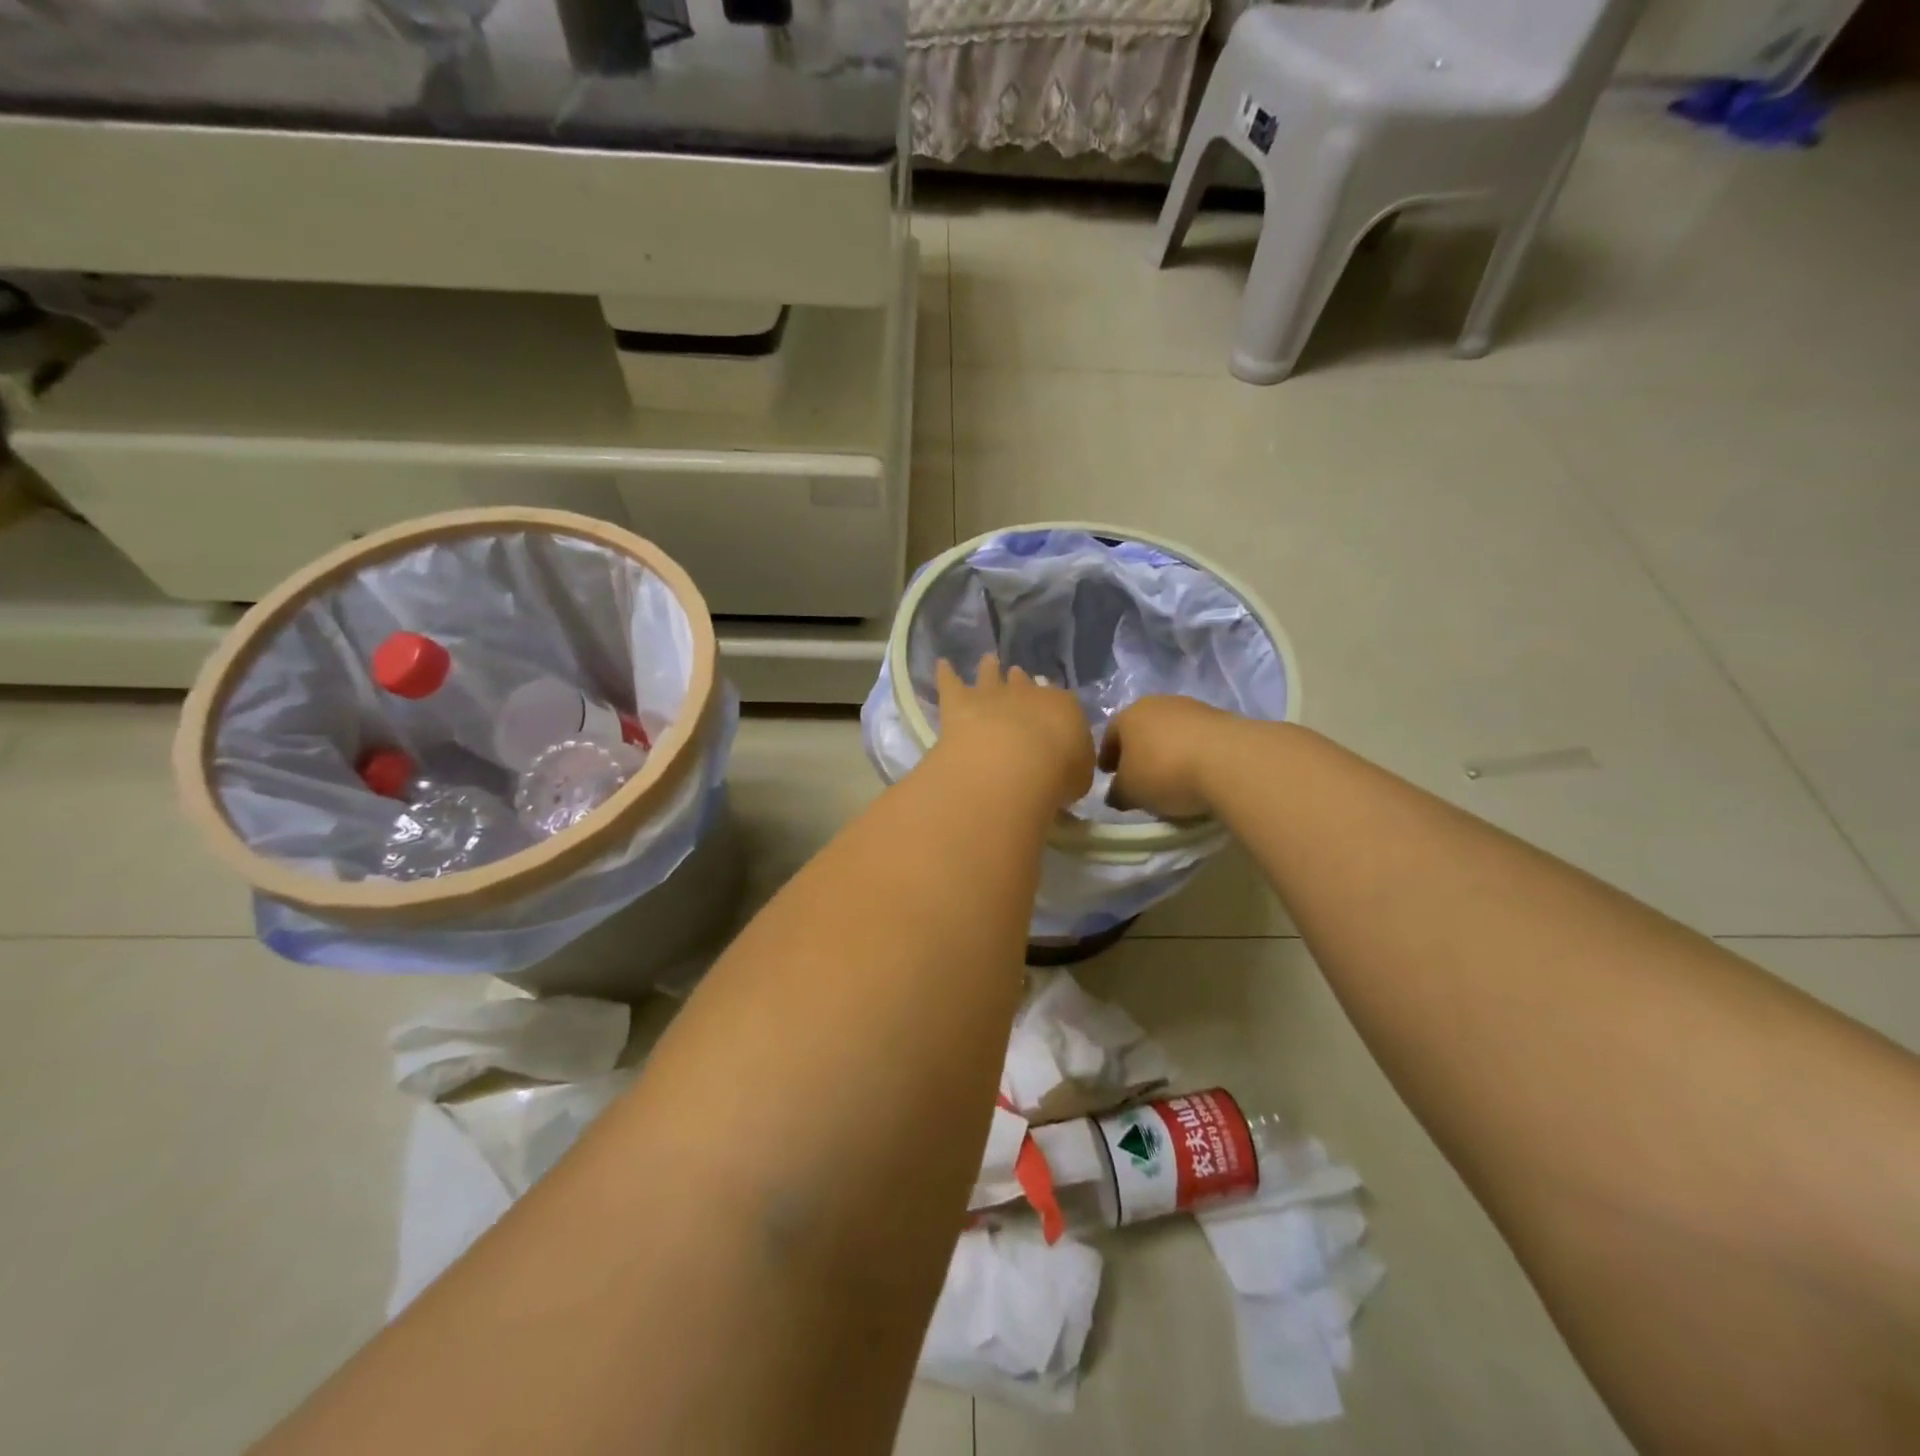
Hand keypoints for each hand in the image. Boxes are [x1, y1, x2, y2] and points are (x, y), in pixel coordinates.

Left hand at [934, 655, 1095, 810]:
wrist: (1014, 764)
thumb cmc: (1056, 775)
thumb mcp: (1079, 777)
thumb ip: (1073, 765)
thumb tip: (1068, 764)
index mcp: (1063, 708)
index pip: (1062, 703)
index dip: (1056, 708)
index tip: (1053, 713)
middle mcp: (1027, 694)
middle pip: (1023, 682)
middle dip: (1021, 681)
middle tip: (1019, 676)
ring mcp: (991, 695)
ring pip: (989, 674)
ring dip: (988, 668)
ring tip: (988, 660)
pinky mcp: (958, 702)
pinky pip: (950, 682)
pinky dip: (945, 673)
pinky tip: (941, 664)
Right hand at [1098, 695, 1241, 819]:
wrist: (1229, 760)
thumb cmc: (1165, 772)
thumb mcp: (1130, 792)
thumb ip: (1117, 792)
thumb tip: (1115, 794)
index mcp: (1128, 715)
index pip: (1110, 735)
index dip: (1107, 756)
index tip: (1108, 775)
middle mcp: (1158, 703)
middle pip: (1142, 729)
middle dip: (1138, 751)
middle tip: (1138, 776)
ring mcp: (1193, 707)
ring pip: (1172, 731)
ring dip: (1168, 750)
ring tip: (1171, 776)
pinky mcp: (1223, 717)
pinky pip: (1198, 738)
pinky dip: (1193, 753)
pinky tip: (1197, 772)